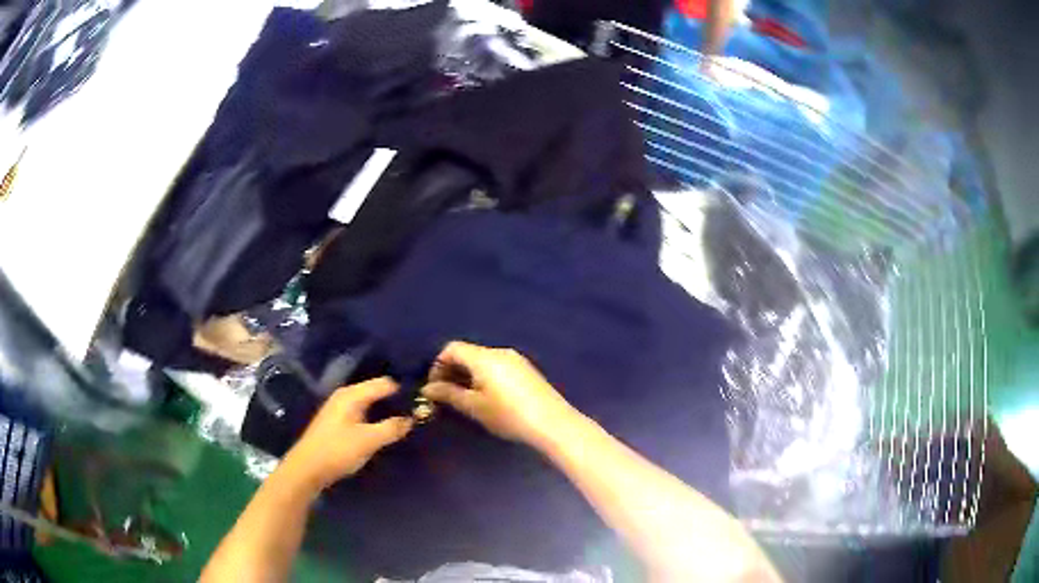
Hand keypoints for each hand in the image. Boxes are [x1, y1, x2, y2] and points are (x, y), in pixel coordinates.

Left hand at [282, 378, 412, 489]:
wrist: (307, 469)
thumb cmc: (337, 451)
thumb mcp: (368, 441)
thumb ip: (391, 428)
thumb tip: (412, 418)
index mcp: (352, 395)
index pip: (384, 383)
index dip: (403, 391)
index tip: (423, 401)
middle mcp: (345, 396)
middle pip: (376, 391)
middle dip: (395, 400)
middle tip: (417, 412)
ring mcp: (339, 408)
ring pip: (369, 403)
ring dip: (385, 410)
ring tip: (405, 421)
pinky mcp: (338, 421)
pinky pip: (363, 412)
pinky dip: (375, 417)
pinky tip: (384, 428)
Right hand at [421, 341, 579, 448]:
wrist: (552, 423)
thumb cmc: (508, 415)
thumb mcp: (474, 407)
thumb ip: (448, 394)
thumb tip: (427, 388)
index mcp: (484, 357)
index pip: (452, 348)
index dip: (437, 365)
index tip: (434, 388)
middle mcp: (499, 352)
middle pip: (468, 353)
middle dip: (452, 371)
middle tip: (446, 396)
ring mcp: (516, 360)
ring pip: (483, 361)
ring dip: (468, 375)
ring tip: (465, 399)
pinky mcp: (526, 371)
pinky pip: (497, 366)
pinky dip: (484, 377)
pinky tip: (487, 398)